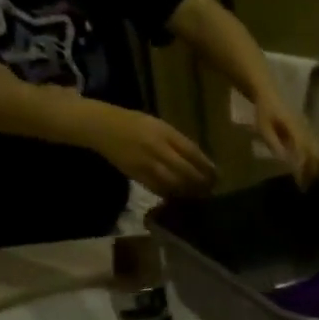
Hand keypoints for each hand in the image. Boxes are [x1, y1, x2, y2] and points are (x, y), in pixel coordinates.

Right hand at [77, 104, 215, 195]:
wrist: (101, 127)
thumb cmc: (134, 124)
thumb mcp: (159, 125)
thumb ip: (178, 142)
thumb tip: (202, 161)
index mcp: (163, 132)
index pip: (192, 152)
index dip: (206, 166)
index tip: (217, 175)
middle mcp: (156, 148)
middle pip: (186, 171)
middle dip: (201, 182)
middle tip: (211, 189)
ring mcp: (146, 163)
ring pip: (174, 183)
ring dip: (189, 191)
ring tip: (199, 195)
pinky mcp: (137, 175)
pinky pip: (159, 189)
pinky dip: (172, 193)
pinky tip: (180, 195)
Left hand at [254, 95, 318, 185]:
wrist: (268, 93)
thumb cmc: (264, 111)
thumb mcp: (264, 128)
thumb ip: (274, 143)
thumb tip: (284, 160)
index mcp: (295, 130)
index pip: (303, 154)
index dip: (303, 169)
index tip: (300, 183)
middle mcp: (304, 131)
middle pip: (314, 155)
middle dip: (312, 171)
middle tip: (307, 186)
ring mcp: (307, 130)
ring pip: (317, 151)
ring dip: (316, 166)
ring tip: (311, 180)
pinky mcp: (306, 130)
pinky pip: (315, 147)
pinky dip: (316, 159)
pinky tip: (312, 168)